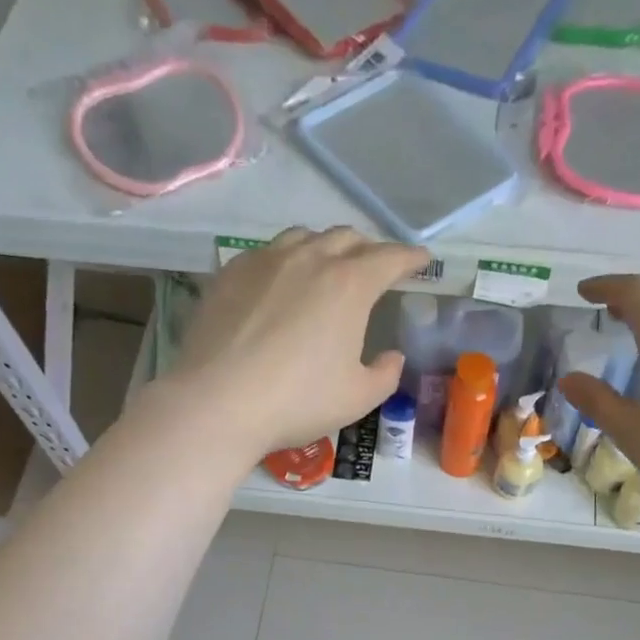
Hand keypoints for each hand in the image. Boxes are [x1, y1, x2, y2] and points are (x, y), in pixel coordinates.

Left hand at [166, 226, 422, 454]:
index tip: (421, 261)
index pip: (390, 258)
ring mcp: (265, 261)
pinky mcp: (230, 273)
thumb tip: (392, 357)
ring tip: (326, 267)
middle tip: (375, 267)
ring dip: (324, 247)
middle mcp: (309, 259)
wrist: (218, 402)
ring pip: (304, 237)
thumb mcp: (357, 398)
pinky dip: (285, 260)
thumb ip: (385, 374)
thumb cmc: (298, 401)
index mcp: (349, 285)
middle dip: (368, 249)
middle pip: (347, 238)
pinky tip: (279, 282)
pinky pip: (266, 253)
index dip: (410, 258)